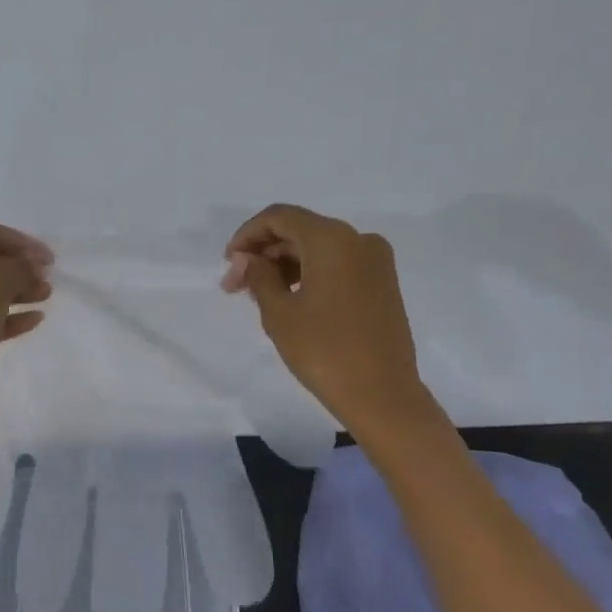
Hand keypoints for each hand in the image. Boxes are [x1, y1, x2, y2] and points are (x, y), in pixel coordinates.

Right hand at [221, 204, 430, 433]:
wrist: (382, 394)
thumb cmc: (324, 350)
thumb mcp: (279, 312)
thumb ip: (258, 275)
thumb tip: (248, 258)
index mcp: (332, 238)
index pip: (279, 217)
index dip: (248, 235)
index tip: (228, 262)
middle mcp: (358, 239)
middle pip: (300, 231)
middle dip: (264, 253)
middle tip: (235, 286)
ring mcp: (376, 261)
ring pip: (319, 249)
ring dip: (285, 265)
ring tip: (258, 297)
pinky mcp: (383, 283)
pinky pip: (338, 265)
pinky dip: (310, 274)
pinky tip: (289, 299)